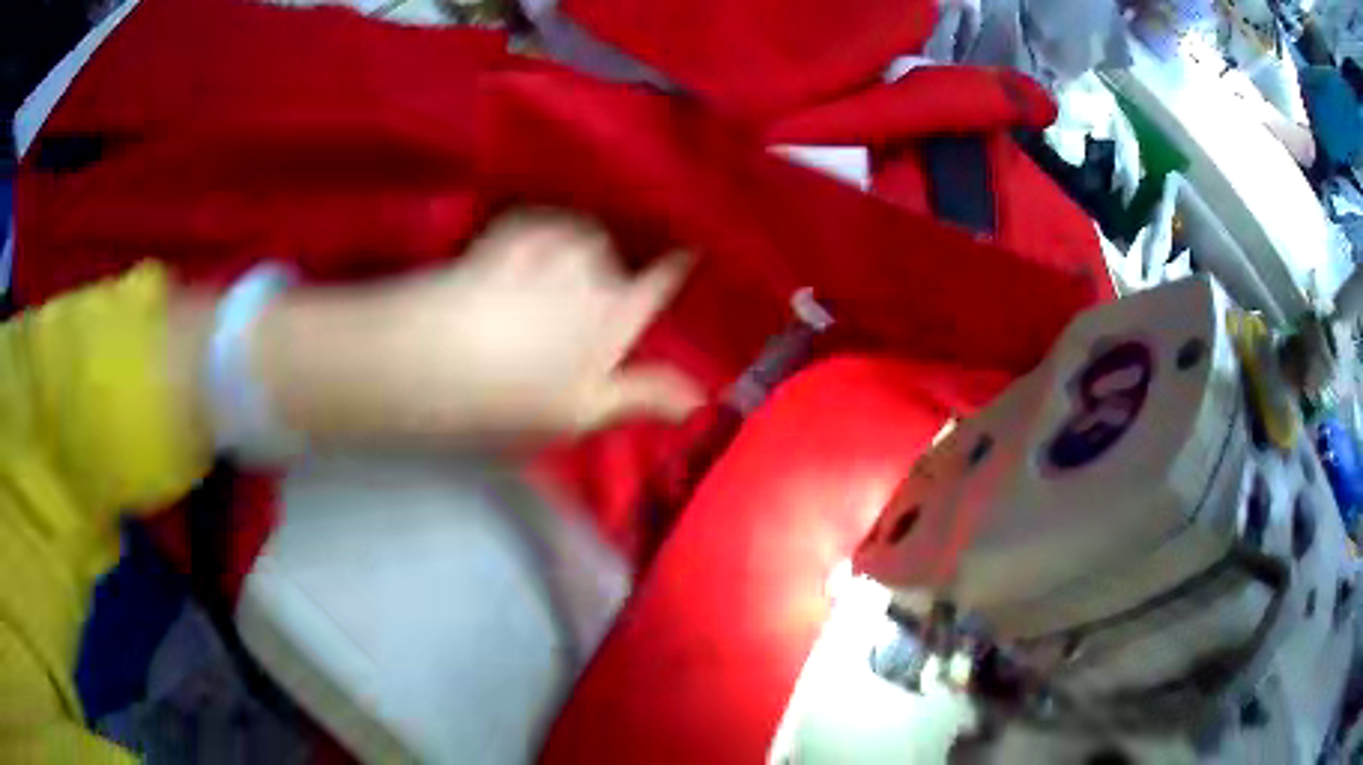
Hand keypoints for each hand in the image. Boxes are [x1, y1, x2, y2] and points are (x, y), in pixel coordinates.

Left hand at [250, 211, 702, 445]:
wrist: (432, 360)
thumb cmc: (512, 395)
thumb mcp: (583, 410)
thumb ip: (645, 397)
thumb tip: (702, 398)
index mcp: (613, 312)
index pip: (660, 279)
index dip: (676, 266)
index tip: (689, 252)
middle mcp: (588, 270)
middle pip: (617, 261)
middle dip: (613, 276)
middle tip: (587, 308)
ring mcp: (544, 250)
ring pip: (579, 238)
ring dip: (574, 253)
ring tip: (552, 284)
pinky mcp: (502, 240)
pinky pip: (536, 226)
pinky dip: (539, 235)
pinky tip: (523, 260)